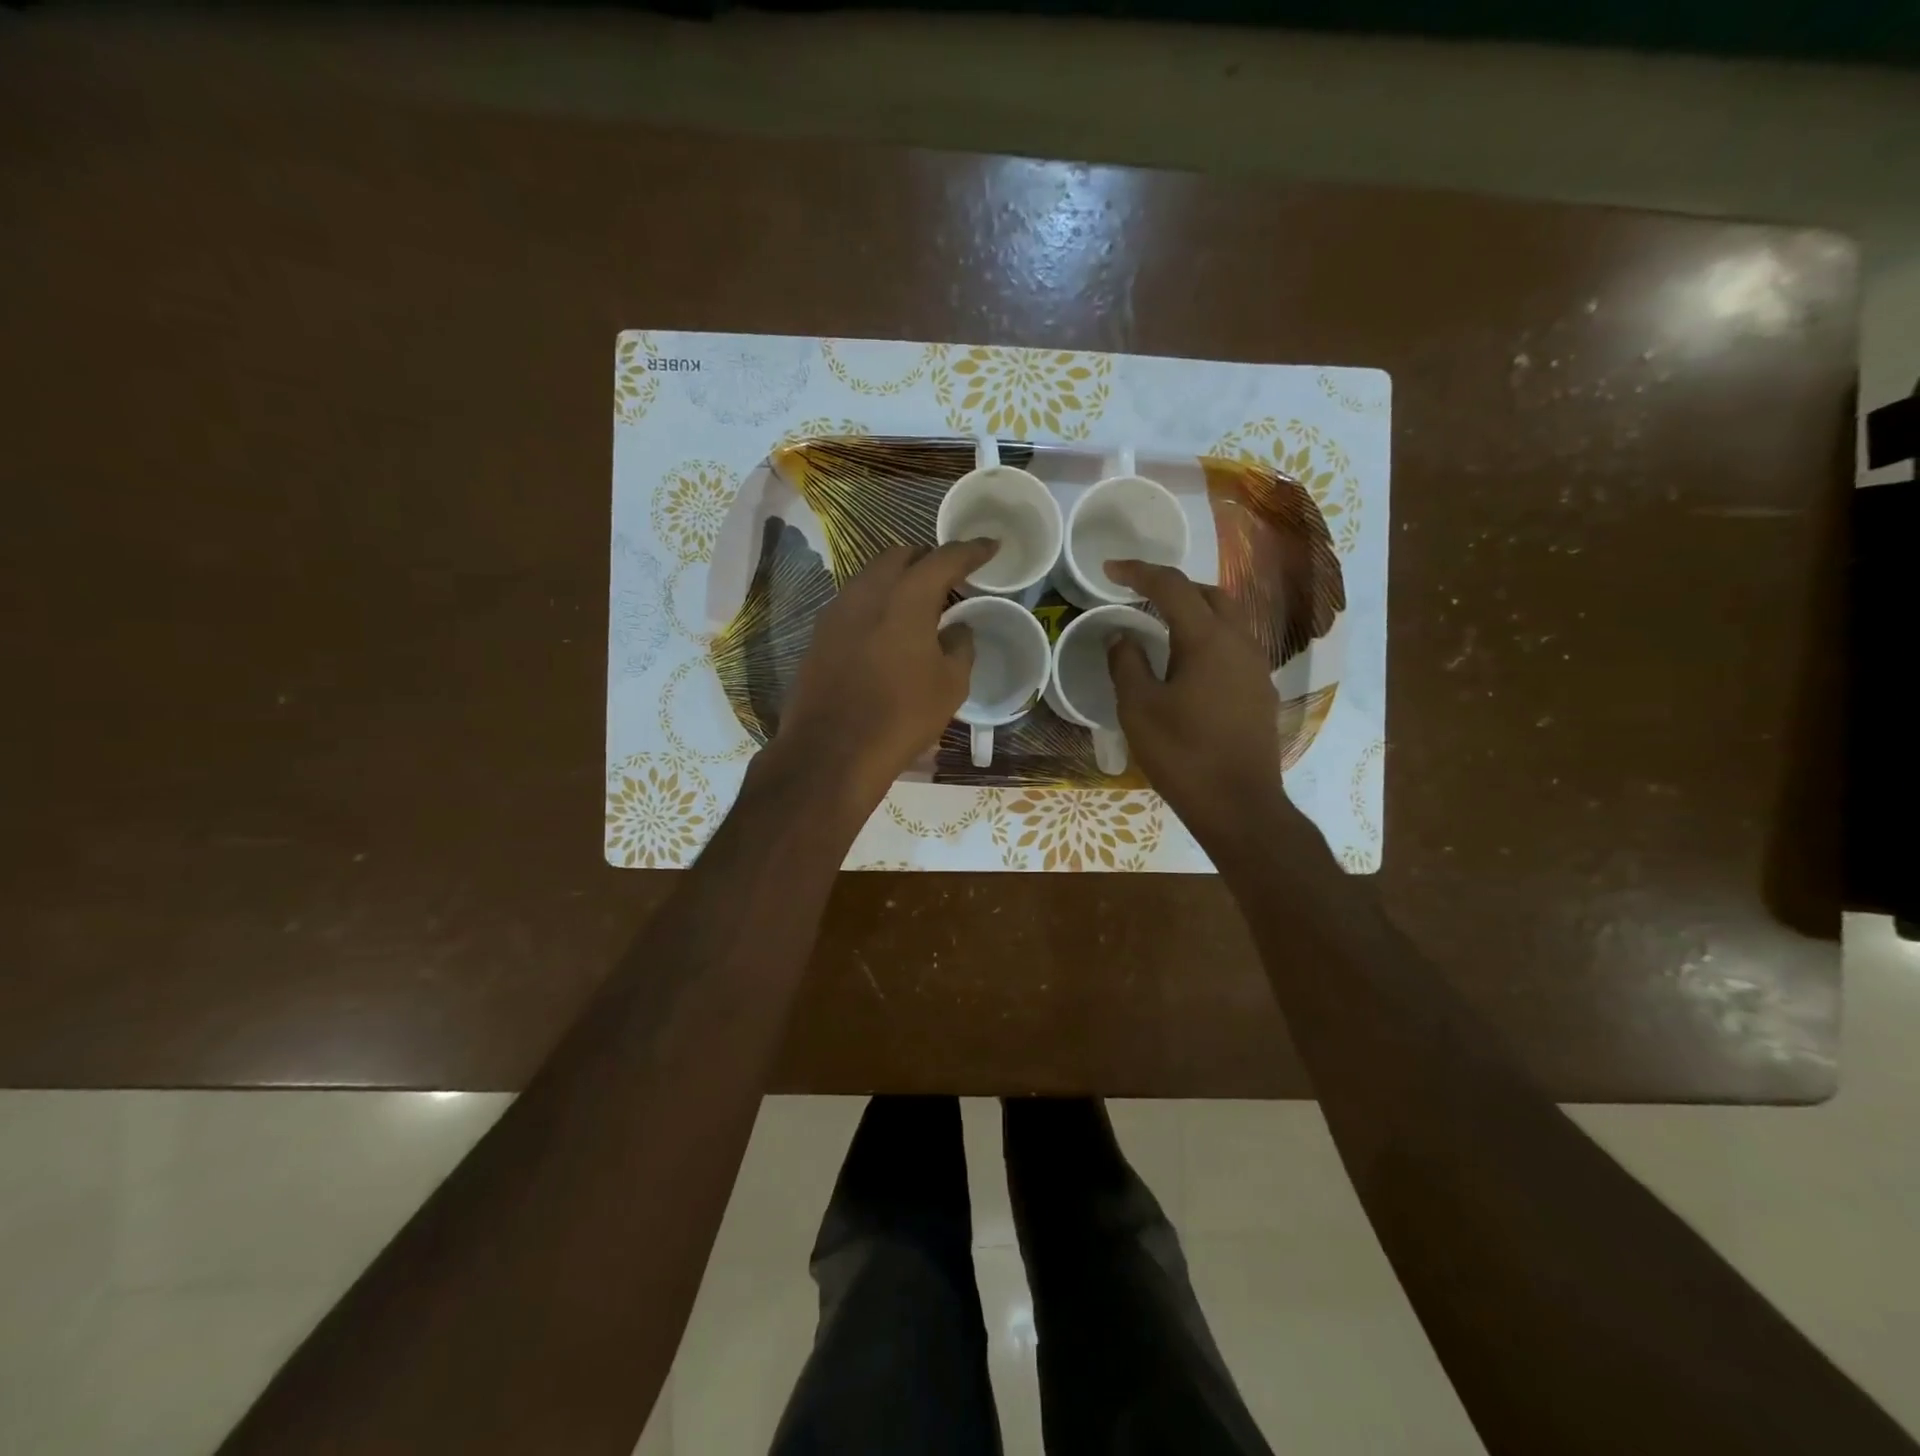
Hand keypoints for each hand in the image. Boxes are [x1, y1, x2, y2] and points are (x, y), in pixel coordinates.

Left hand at [762, 539, 997, 822]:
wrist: (831, 752)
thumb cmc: (901, 716)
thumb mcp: (950, 685)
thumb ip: (960, 646)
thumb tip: (957, 629)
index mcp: (906, 597)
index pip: (944, 558)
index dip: (971, 550)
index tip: (990, 546)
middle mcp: (866, 592)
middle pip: (901, 557)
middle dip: (928, 560)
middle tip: (950, 581)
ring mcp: (836, 611)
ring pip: (872, 577)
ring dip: (899, 581)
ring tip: (919, 607)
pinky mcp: (819, 635)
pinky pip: (855, 602)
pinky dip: (877, 604)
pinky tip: (887, 631)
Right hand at [1105, 559, 1294, 849]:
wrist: (1239, 806)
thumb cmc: (1183, 755)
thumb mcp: (1139, 709)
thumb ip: (1127, 664)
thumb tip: (1122, 636)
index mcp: (1208, 640)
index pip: (1173, 587)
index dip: (1139, 572)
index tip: (1110, 569)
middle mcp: (1240, 643)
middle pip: (1210, 594)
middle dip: (1173, 587)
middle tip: (1139, 595)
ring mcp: (1256, 667)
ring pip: (1228, 619)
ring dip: (1194, 611)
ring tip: (1161, 626)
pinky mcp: (1260, 691)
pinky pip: (1234, 646)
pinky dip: (1208, 638)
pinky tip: (1187, 664)